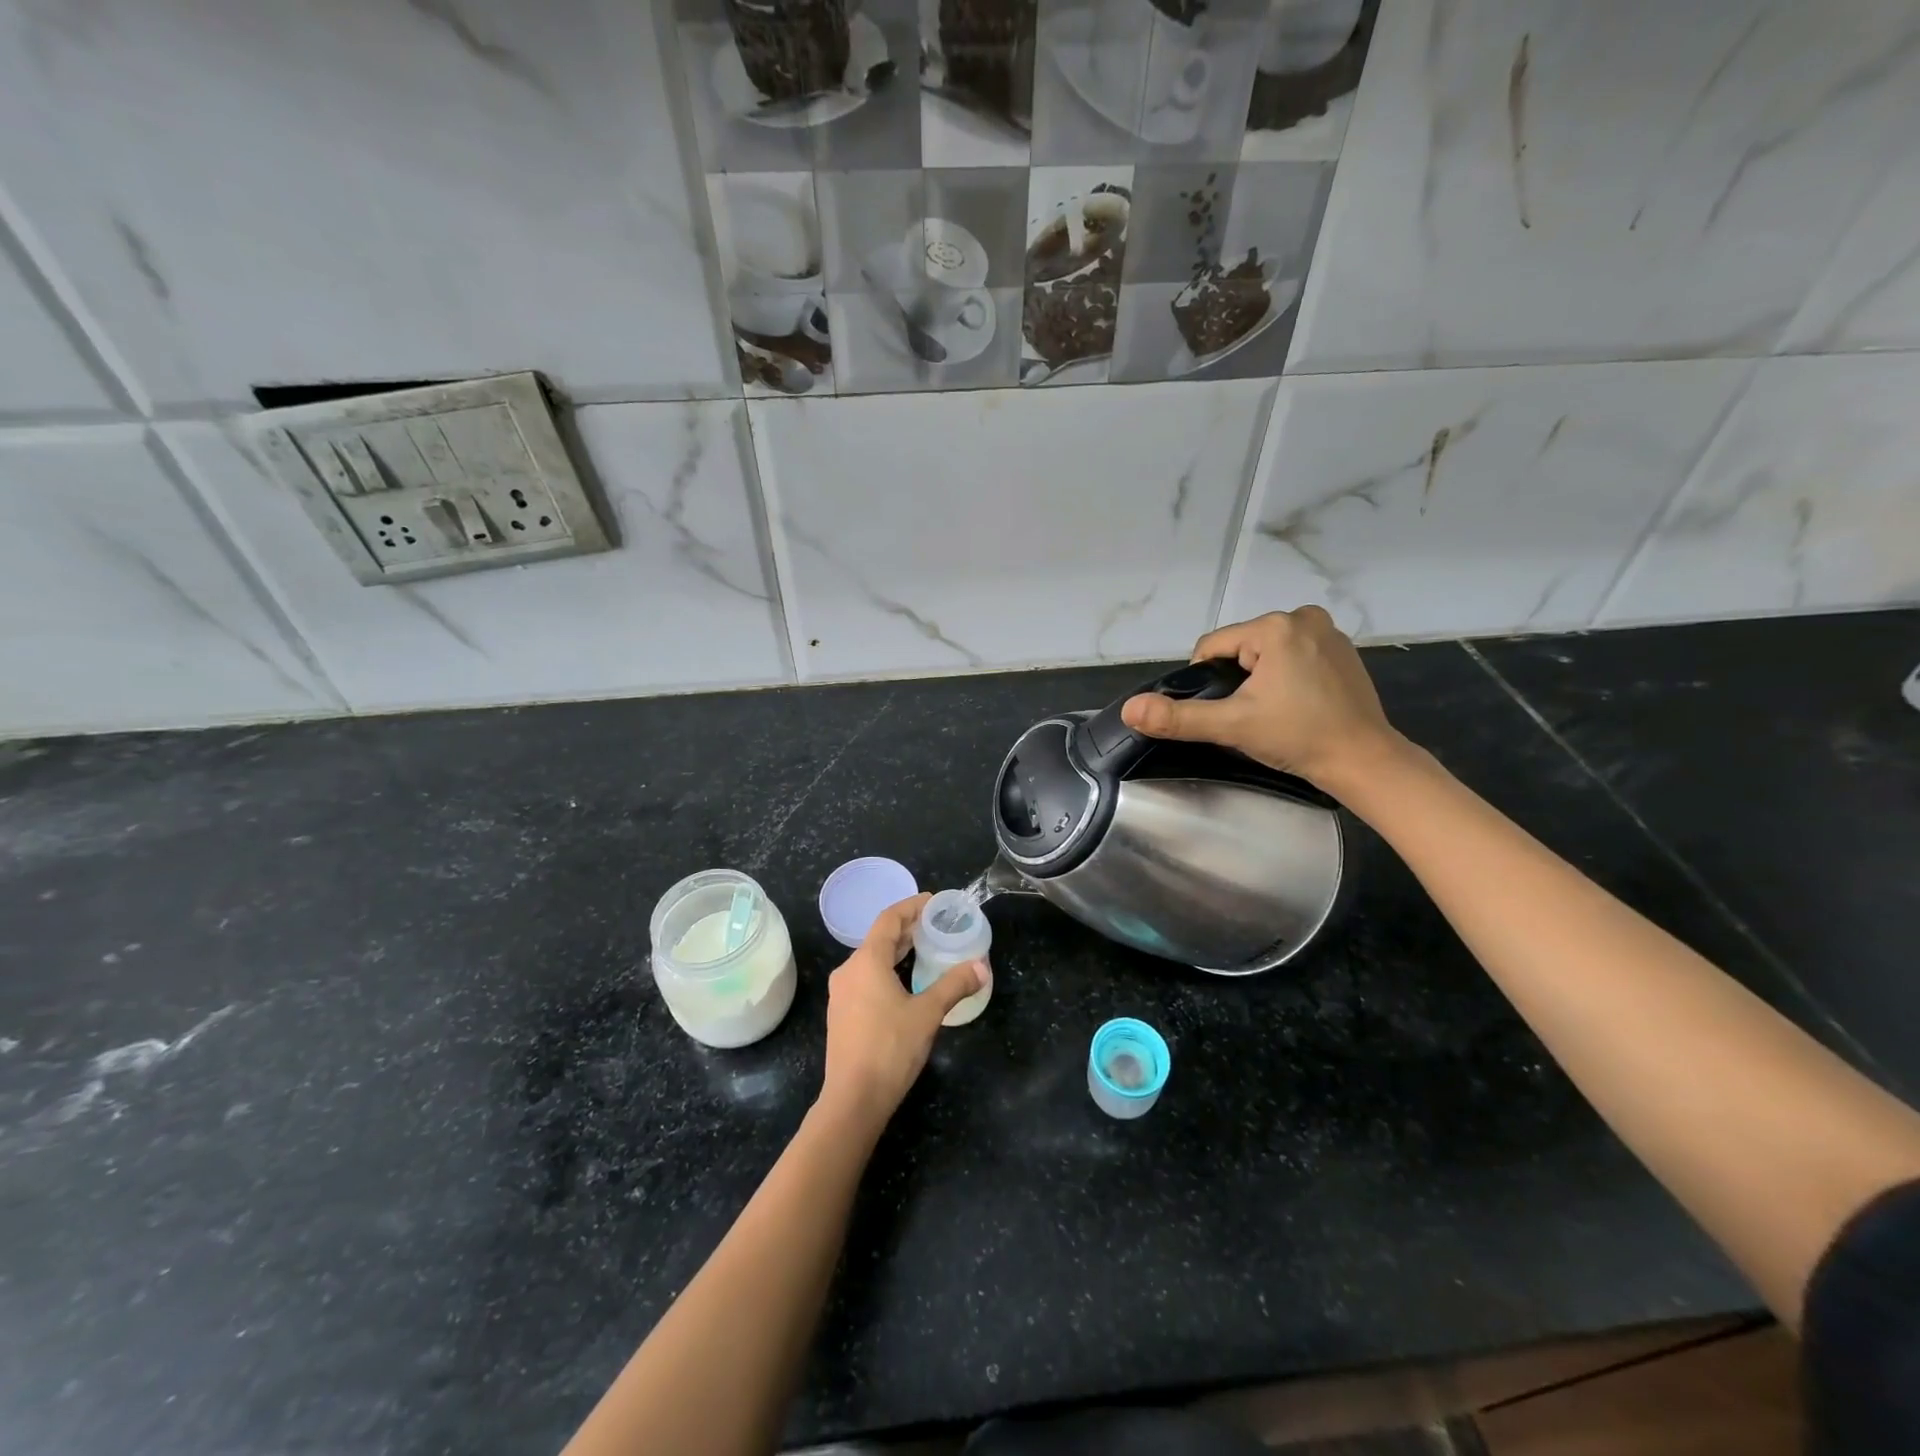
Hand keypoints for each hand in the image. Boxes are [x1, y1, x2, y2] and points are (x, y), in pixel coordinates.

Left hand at [817, 893, 983, 1130]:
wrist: (853, 1100)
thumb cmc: (890, 1048)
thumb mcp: (928, 1013)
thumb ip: (954, 986)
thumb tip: (981, 967)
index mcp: (866, 961)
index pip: (889, 919)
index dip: (911, 906)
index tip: (933, 901)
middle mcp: (849, 971)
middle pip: (879, 938)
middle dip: (907, 928)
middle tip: (935, 925)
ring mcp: (842, 994)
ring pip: (871, 959)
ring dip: (897, 951)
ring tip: (924, 949)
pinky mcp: (842, 1014)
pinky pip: (866, 978)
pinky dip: (887, 970)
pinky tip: (905, 983)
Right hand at [1120, 607, 1400, 790]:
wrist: (1364, 761)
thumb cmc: (1297, 737)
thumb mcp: (1232, 726)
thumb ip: (1178, 717)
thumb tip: (1130, 709)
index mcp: (1275, 626)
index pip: (1212, 647)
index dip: (1207, 682)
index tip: (1227, 712)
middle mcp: (1303, 617)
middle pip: (1240, 648)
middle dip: (1236, 679)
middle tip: (1252, 715)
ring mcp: (1327, 631)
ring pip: (1266, 652)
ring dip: (1260, 678)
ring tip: (1274, 711)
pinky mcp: (1342, 649)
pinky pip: (1293, 655)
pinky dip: (1286, 675)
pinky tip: (1297, 703)